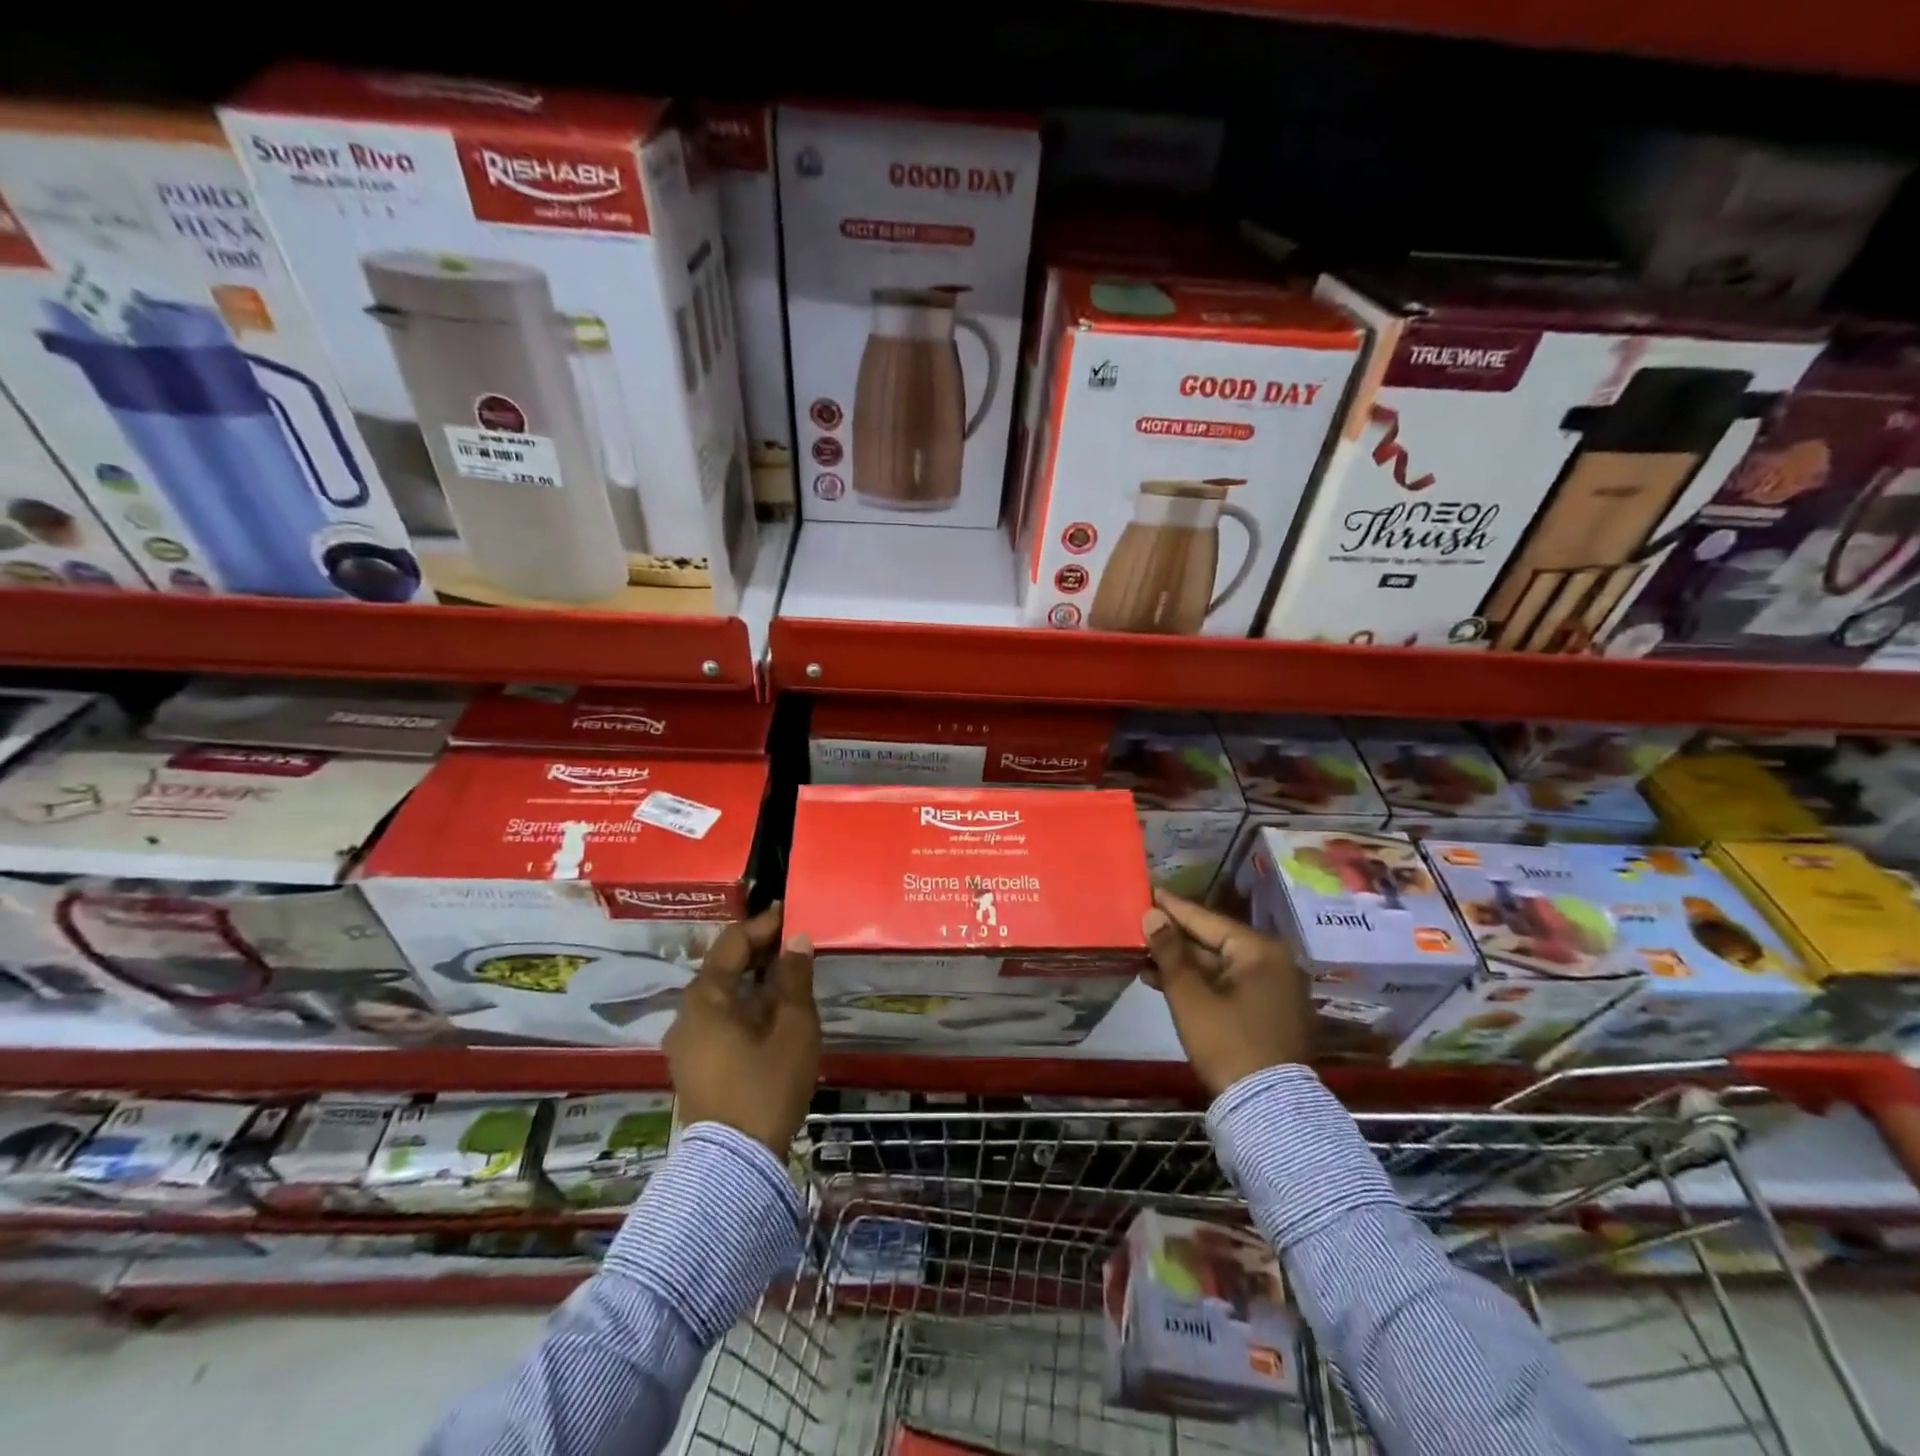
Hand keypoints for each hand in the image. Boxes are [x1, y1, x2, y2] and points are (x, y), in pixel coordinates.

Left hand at [665, 903, 818, 1156]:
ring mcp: (687, 1043)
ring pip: (723, 997)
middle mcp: (686, 1015)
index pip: (732, 944)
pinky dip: (747, 1006)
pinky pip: (721, 1020)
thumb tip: (796, 940)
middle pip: (723, 969)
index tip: (791, 913)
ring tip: (791, 975)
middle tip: (796, 943)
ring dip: (755, 981)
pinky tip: (775, 1011)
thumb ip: (794, 977)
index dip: (763, 925)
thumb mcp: (793, 1026)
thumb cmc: (766, 1085)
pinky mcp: (695, 1066)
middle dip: (760, 953)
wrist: (736, 1164)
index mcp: (704, 998)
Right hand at [1141, 890, 1312, 1096]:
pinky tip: (1169, 983)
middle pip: (1216, 941)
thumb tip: (1152, 915)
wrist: (1268, 1109)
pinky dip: (1202, 983)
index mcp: (1260, 951)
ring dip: (1185, 964)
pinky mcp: (1272, 1013)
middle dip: (1177, 939)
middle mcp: (1275, 963)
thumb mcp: (1189, 996)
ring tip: (1146, 959)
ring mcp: (1277, 989)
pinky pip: (1231, 985)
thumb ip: (1169, 951)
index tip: (1150, 892)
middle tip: (1144, 927)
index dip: (1174, 908)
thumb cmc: (1226, 1043)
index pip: (1208, 920)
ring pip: (1221, 966)